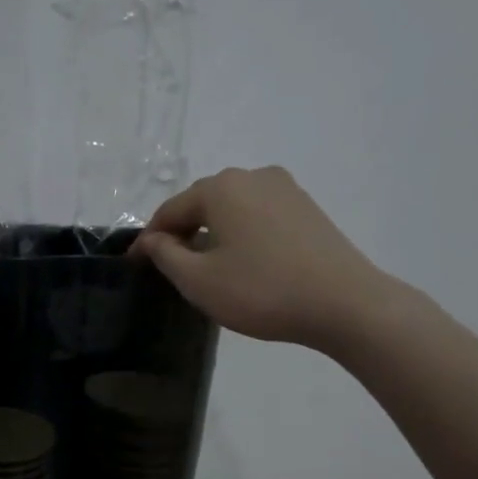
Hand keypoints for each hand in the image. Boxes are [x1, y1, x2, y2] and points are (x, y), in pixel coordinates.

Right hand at [134, 166, 398, 356]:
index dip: (149, 239)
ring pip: (232, 208)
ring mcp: (285, 189)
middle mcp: (253, 176)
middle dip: (181, 231)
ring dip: (211, 232)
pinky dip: (240, 234)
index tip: (134, 265)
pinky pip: (258, 216)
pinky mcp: (307, 208)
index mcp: (222, 187)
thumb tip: (151, 239)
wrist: (342, 303)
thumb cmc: (260, 291)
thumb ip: (166, 255)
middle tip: (168, 267)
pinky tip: (241, 262)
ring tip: (204, 266)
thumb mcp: (198, 280)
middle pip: (203, 203)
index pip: (171, 209)